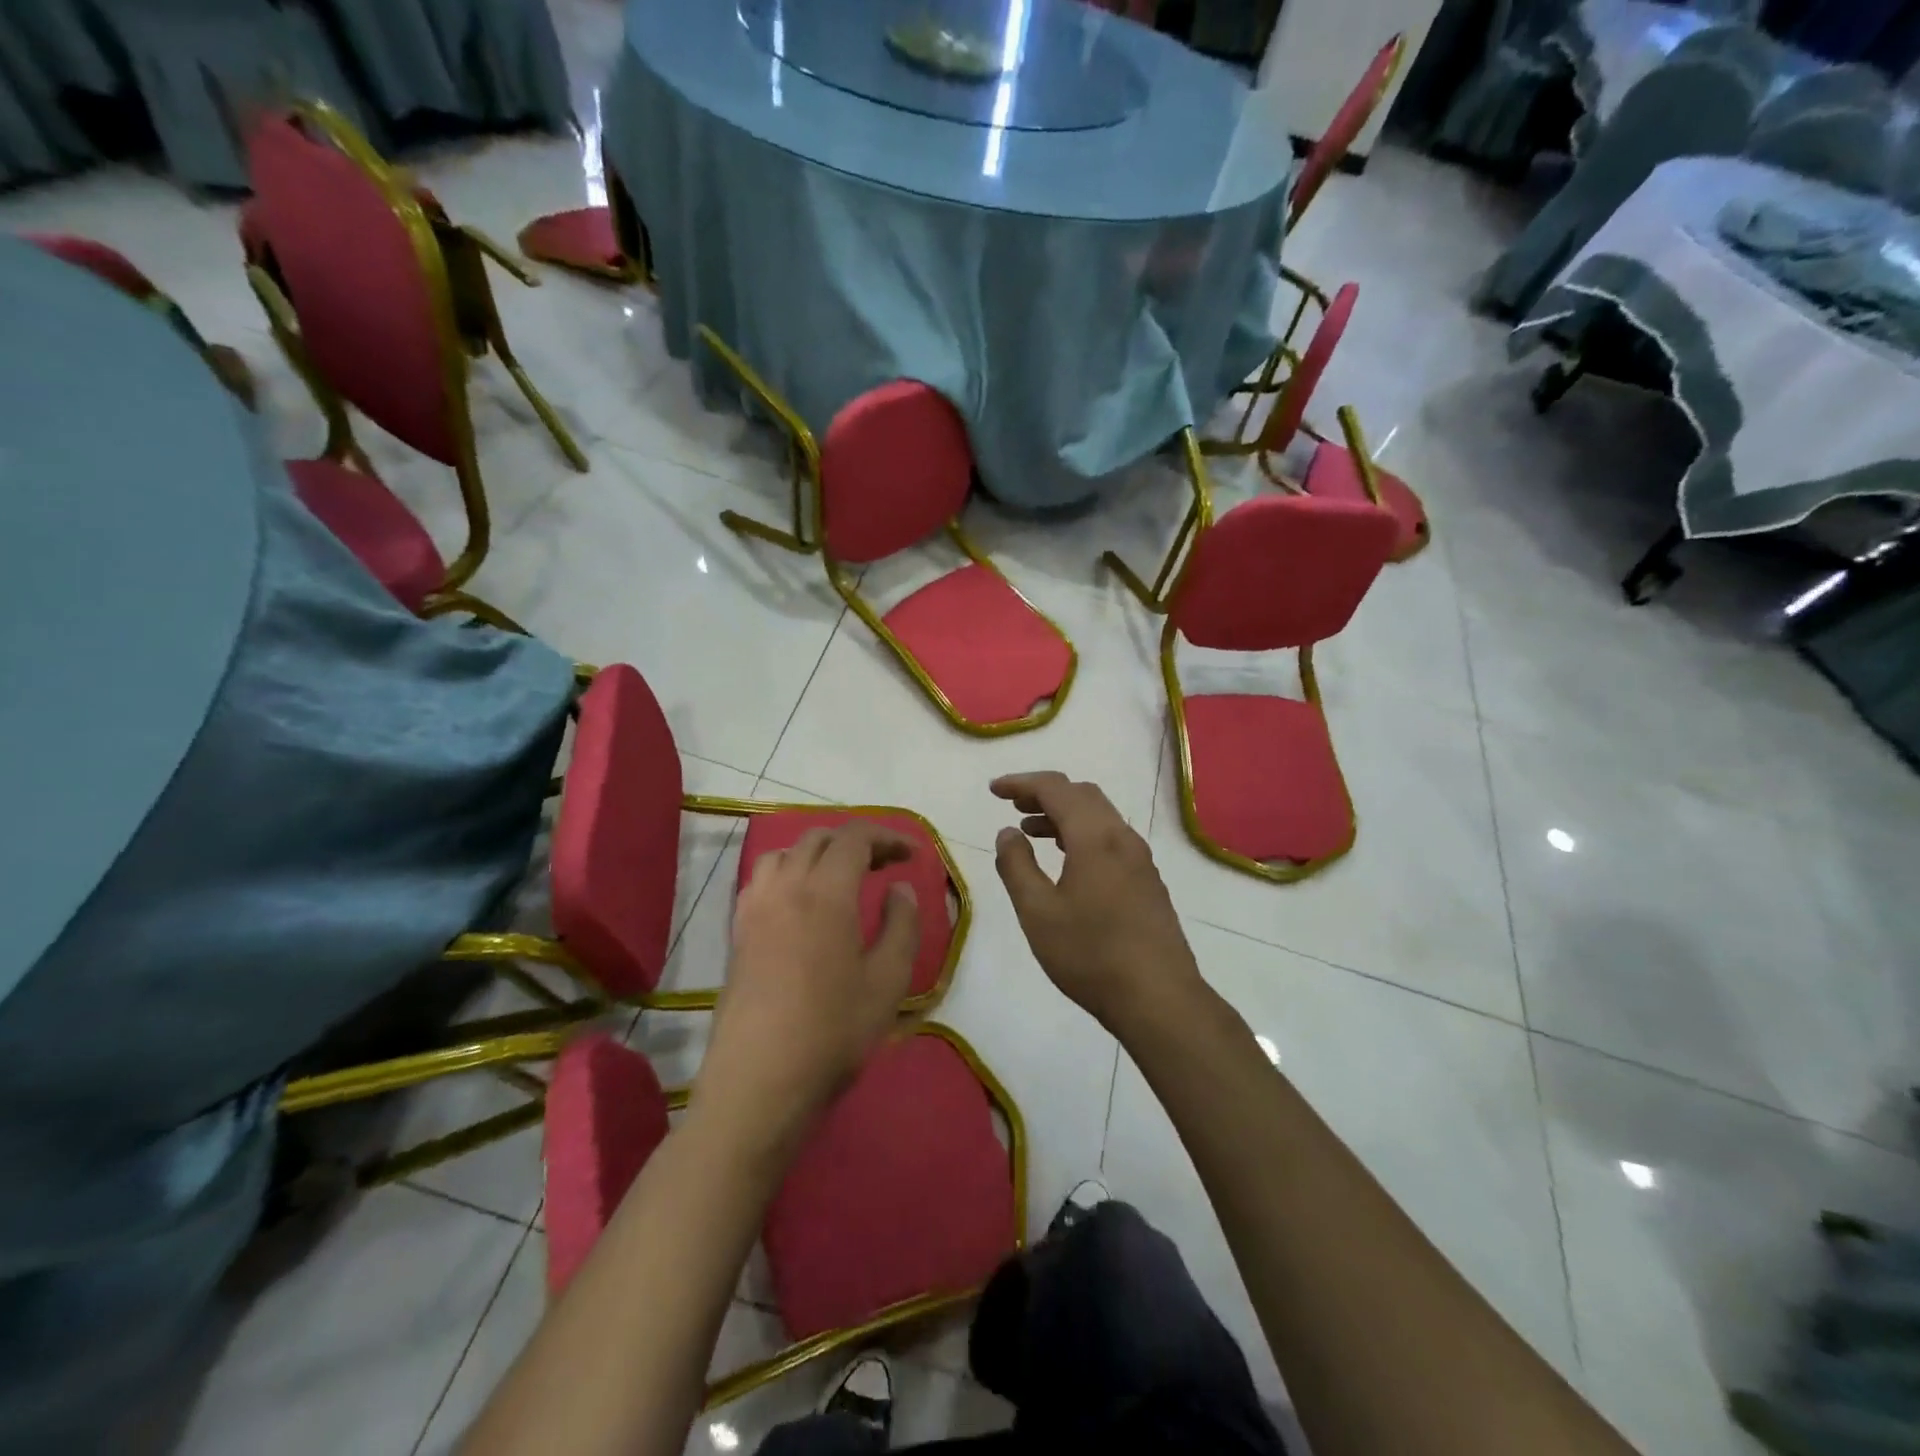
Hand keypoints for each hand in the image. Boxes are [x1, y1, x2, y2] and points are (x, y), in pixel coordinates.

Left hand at [694, 821, 919, 1152]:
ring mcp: (754, 909)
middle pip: (818, 839)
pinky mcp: (737, 933)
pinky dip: (789, 872)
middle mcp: (785, 888)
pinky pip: (763, 880)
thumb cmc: (832, 1032)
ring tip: (842, 878)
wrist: (759, 1082)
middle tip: (884, 864)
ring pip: (785, 853)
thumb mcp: (888, 982)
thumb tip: (899, 889)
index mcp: (825, 893)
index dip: (887, 837)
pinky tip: (802, 904)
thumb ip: (901, 926)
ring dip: (818, 853)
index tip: (912, 854)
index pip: (855, 838)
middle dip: (856, 841)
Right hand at [991, 773, 1204, 1034]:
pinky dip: (1082, 835)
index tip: (994, 790)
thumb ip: (1017, 866)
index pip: (1056, 789)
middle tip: (1013, 806)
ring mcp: (1140, 860)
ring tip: (1031, 832)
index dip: (1022, 783)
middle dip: (1045, 794)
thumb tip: (1007, 833)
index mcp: (1095, 837)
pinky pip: (1110, 839)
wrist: (1158, 999)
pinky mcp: (1148, 882)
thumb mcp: (1038, 912)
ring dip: (1064, 815)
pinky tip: (1067, 862)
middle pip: (1082, 795)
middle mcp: (1122, 838)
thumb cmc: (1090, 954)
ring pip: (1099, 817)